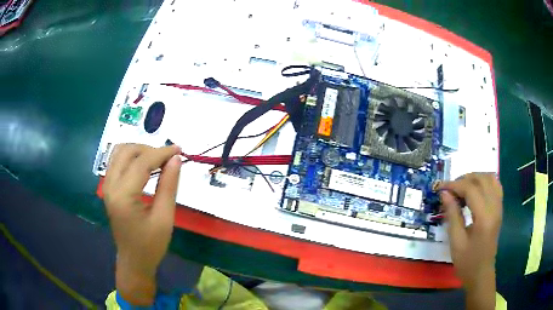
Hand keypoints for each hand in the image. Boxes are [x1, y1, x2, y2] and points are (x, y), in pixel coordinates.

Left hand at [103, 143, 181, 304]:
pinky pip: (116, 161)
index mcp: (123, 196)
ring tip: (157, 160)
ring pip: (119, 152)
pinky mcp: (108, 188)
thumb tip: (176, 159)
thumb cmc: (150, 245)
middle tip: (168, 158)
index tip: (180, 149)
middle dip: (149, 149)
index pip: (142, 163)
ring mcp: (107, 186)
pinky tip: (144, 166)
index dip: (162, 153)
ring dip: (139, 150)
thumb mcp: (164, 218)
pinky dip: (131, 157)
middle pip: (127, 151)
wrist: (133, 261)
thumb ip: (169, 186)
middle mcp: (110, 186)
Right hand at [438, 173, 502, 309]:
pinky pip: (495, 185)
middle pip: (482, 179)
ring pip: (490, 178)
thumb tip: (444, 193)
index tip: (441, 187)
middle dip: (464, 179)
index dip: (455, 185)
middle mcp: (495, 208)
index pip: (471, 189)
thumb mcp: (456, 241)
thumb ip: (452, 214)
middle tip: (450, 189)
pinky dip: (485, 181)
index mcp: (484, 218)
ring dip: (475, 177)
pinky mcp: (499, 209)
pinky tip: (476, 190)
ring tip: (462, 187)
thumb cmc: (466, 262)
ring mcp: (499, 207)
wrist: (481, 273)